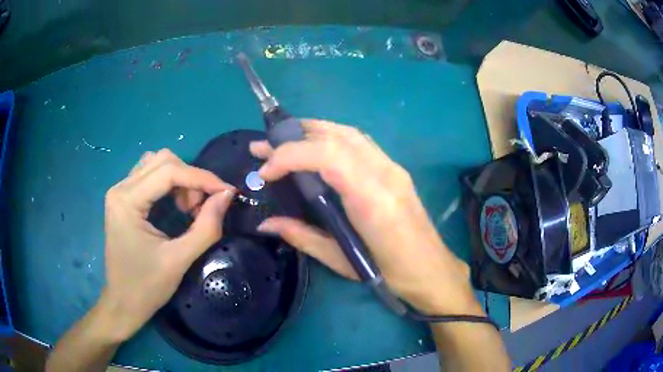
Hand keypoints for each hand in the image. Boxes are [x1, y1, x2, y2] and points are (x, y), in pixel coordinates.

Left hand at [100, 149, 234, 341]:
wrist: (123, 303)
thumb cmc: (147, 287)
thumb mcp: (179, 260)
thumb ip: (206, 227)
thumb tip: (227, 195)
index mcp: (127, 201)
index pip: (168, 171)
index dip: (201, 178)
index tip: (228, 192)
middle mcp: (120, 188)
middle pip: (162, 160)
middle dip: (190, 179)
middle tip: (200, 208)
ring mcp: (120, 191)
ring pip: (156, 164)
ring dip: (179, 179)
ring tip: (188, 208)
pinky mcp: (123, 199)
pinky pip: (150, 175)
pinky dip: (169, 184)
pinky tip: (175, 205)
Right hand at [251, 120, 479, 315]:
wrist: (432, 270)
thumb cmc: (390, 274)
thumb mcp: (342, 261)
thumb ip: (302, 236)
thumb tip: (266, 223)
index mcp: (372, 199)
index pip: (328, 156)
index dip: (291, 155)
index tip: (266, 171)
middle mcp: (384, 174)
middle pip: (337, 137)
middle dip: (294, 136)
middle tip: (264, 144)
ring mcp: (393, 168)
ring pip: (350, 133)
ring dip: (313, 130)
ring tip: (284, 137)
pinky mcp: (395, 169)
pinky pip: (360, 142)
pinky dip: (332, 137)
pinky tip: (316, 146)